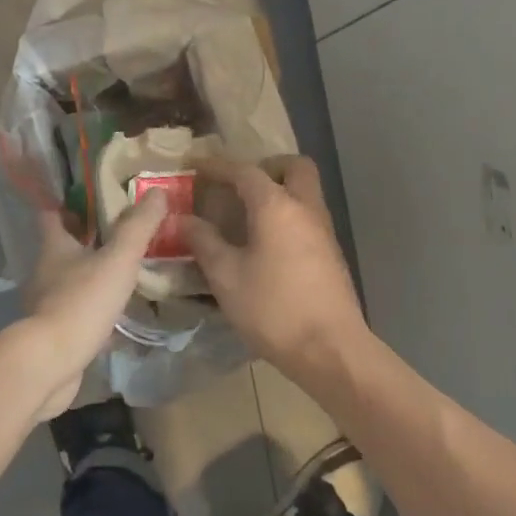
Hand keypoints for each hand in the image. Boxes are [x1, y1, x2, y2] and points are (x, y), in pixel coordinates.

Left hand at [17, 191, 168, 418]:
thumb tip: (158, 191)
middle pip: (65, 248)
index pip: (54, 214)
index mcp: (54, 247)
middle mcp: (45, 271)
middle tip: (124, 235)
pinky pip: (78, 313)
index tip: (94, 199)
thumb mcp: (118, 259)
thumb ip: (138, 227)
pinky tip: (119, 316)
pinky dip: (96, 310)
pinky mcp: (54, 333)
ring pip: (72, 281)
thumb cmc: (81, 302)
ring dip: (94, 276)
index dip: (71, 204)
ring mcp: (47, 304)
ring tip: (127, 274)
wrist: (50, 363)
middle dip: (91, 241)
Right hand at [183, 157, 365, 373]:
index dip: (217, 166)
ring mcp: (323, 231)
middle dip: (266, 168)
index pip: (244, 171)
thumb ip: (204, 242)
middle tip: (239, 186)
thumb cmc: (273, 308)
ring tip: (246, 216)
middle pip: (293, 167)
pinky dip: (287, 217)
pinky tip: (266, 245)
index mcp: (276, 206)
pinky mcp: (331, 254)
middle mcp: (305, 208)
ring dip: (279, 193)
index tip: (194, 166)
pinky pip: (307, 217)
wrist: (330, 349)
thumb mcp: (226, 276)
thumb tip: (184, 219)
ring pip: (305, 192)